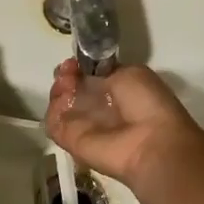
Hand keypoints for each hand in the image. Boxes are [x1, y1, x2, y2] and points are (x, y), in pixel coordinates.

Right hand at [44, 59, 203, 187]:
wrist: (149, 141)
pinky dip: (54, 109)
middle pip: (71, 90)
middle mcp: (98, 109)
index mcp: (116, 92)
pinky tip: (64, 99)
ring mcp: (82, 126)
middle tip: (68, 71)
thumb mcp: (132, 73)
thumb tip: (86, 72)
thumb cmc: (146, 103)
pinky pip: (53, 123)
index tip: (75, 62)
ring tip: (67, 83)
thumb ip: (105, 71)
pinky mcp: (69, 141)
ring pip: (59, 105)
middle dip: (66, 76)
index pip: (88, 78)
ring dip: (59, 90)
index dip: (79, 67)